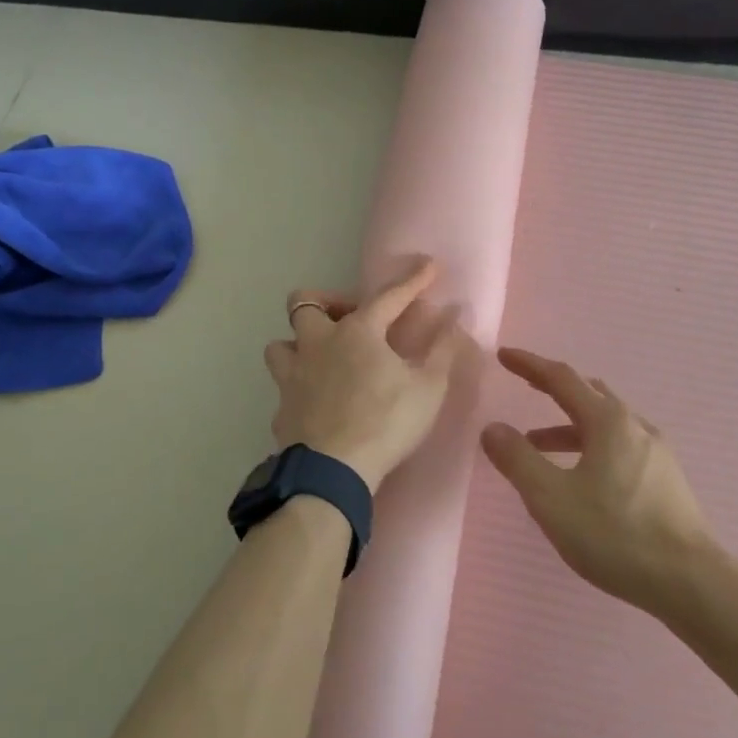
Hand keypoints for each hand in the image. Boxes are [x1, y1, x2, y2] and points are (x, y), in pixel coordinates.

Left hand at [265, 257, 464, 492]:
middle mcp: (317, 345)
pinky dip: (300, 387)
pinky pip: (284, 386)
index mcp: (357, 333)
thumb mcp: (428, 388)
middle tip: (353, 319)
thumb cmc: (386, 423)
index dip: (412, 280)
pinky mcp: (281, 409)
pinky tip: (317, 402)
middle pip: (304, 303)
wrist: (332, 472)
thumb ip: (442, 350)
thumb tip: (457, 316)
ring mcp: (292, 376)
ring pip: (282, 344)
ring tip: (325, 359)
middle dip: (327, 302)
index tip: (430, 265)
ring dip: (301, 344)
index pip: (388, 296)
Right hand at [480, 348, 714, 613]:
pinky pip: (619, 446)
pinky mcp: (665, 480)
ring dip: (568, 425)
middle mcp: (635, 426)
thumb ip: (518, 460)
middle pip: (589, 394)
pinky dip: (589, 446)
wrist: (691, 582)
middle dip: (553, 388)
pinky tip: (580, 477)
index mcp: (608, 421)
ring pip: (605, 423)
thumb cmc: (615, 535)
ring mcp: (656, 453)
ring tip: (538, 445)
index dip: (530, 365)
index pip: (562, 378)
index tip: (504, 355)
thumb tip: (493, 428)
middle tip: (525, 387)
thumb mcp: (552, 499)